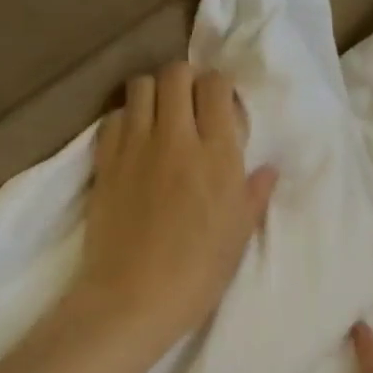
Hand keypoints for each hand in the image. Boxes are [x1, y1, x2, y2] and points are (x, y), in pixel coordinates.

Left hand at [73, 61, 277, 349]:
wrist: (134, 298)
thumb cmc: (198, 274)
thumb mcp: (238, 237)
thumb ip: (253, 195)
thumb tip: (267, 170)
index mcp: (217, 156)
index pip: (217, 87)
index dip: (220, 89)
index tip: (222, 110)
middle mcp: (176, 138)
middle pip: (176, 73)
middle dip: (186, 80)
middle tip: (191, 106)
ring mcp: (135, 146)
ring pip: (140, 85)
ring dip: (154, 93)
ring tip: (160, 119)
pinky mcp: (104, 161)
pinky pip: (112, 117)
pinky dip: (125, 119)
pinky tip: (133, 142)